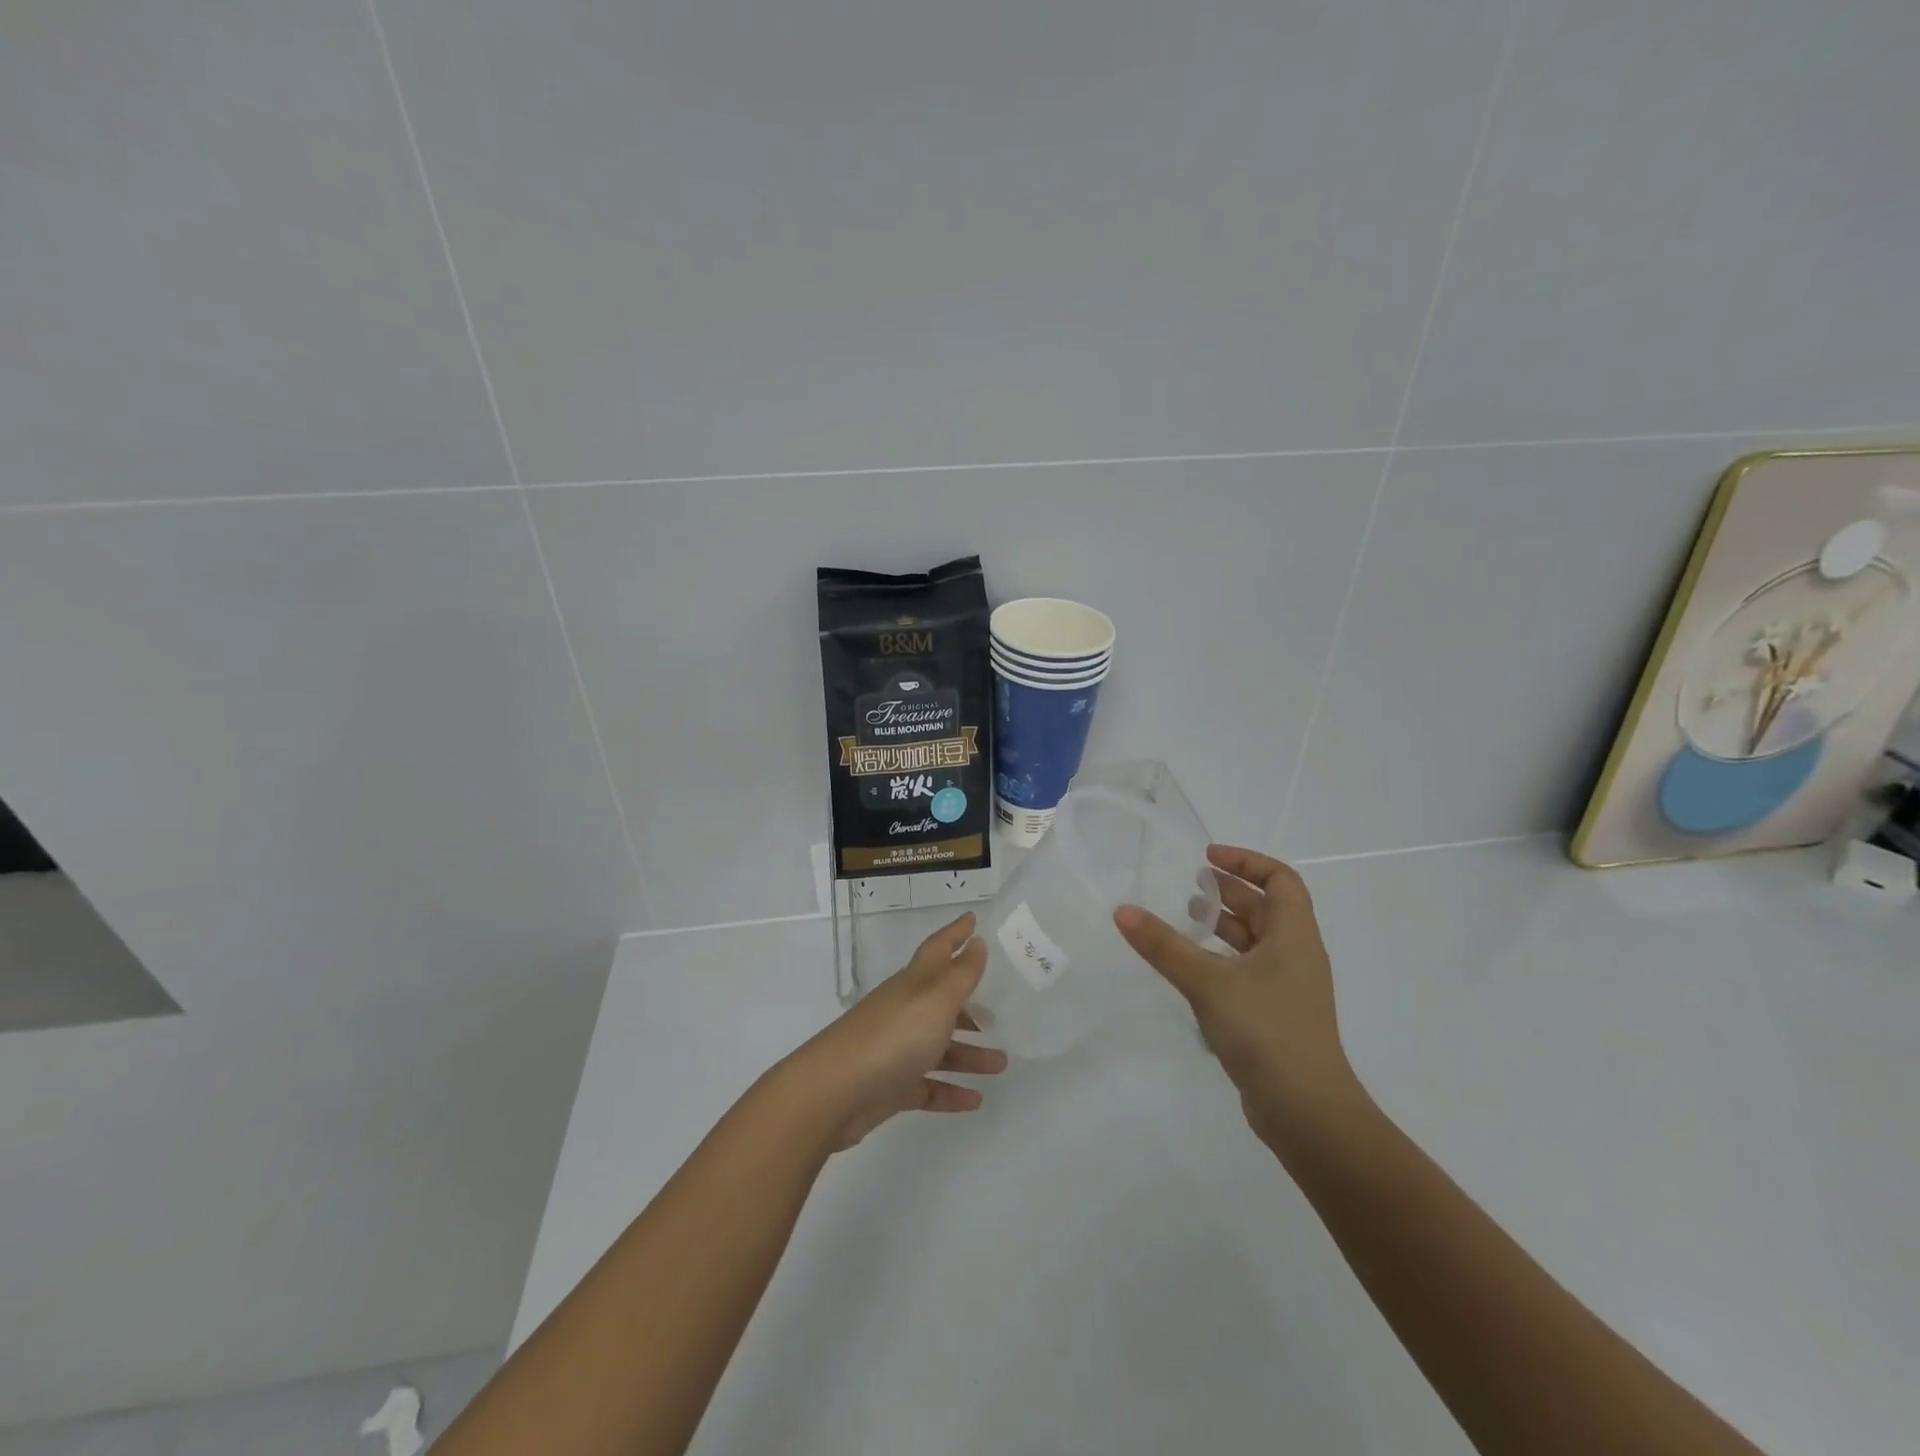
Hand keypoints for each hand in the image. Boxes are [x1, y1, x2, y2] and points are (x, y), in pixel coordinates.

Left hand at [783, 912, 1007, 1150]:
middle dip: (970, 1004)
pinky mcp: (890, 1087)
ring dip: (970, 1054)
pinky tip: (975, 1100)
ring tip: (1001, 1063)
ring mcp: (895, 1049)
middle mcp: (905, 1011)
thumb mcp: (935, 1000)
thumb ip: (960, 974)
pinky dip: (950, 1092)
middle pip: (942, 1002)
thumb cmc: (892, 1036)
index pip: (938, 949)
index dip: (955, 933)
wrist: (834, 1093)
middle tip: (1001, 1010)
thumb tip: (976, 941)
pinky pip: (927, 1086)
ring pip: (939, 1047)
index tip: (973, 919)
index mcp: (914, 984)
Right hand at [1114, 845, 1363, 1152]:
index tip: (1206, 858)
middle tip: (1186, 886)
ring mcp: (1288, 989)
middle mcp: (1296, 956)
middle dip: (1228, 892)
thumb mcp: (1208, 983)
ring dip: (1223, 927)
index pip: (1280, 879)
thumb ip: (1164, 946)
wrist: (1307, 1113)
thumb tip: (1123, 911)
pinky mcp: (1275, 1017)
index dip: (1246, 862)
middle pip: (1266, 908)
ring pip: (1255, 942)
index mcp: (1294, 936)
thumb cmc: (1266, 1032)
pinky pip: (1248, 972)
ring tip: (1183, 921)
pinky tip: (1190, 971)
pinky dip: (1221, 960)